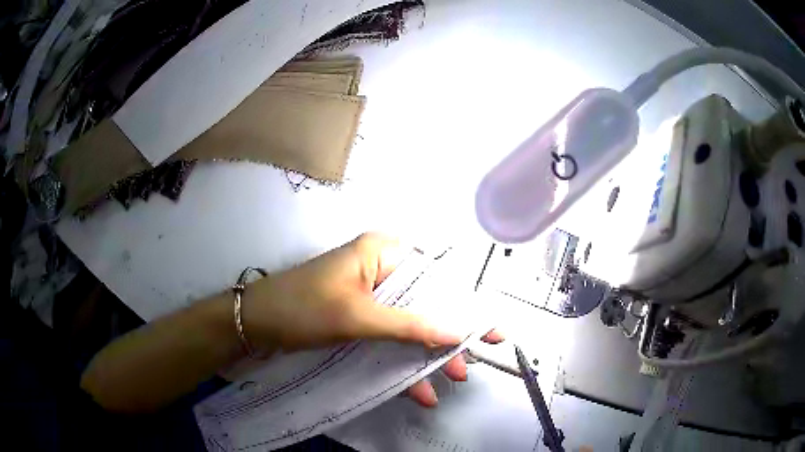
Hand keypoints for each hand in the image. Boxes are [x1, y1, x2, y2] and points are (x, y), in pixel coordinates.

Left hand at [242, 232, 501, 406]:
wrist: (254, 323)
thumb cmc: (303, 307)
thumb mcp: (359, 317)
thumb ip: (410, 325)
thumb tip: (459, 332)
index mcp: (382, 252)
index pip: (437, 277)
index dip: (465, 305)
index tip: (489, 331)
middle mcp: (381, 268)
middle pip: (427, 304)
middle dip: (447, 339)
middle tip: (468, 366)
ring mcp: (370, 294)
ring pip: (410, 324)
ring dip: (426, 355)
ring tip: (448, 380)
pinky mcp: (359, 316)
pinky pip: (390, 336)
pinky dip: (401, 360)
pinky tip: (416, 389)